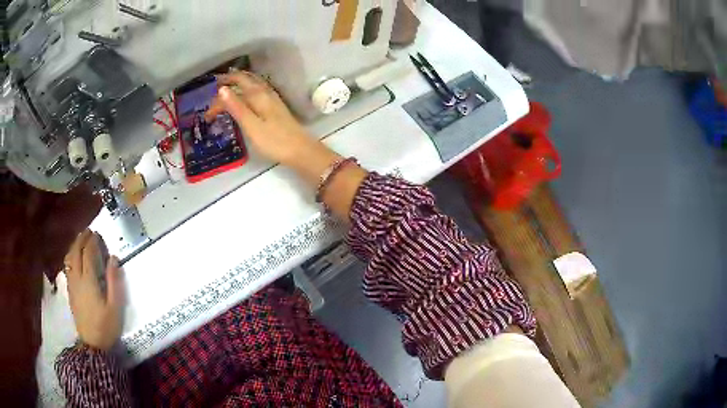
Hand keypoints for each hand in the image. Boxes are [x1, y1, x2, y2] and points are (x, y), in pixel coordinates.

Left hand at [63, 230, 124, 350]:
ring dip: (74, 246)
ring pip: (69, 258)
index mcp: (89, 280)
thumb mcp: (116, 307)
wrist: (93, 345)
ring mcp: (72, 285)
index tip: (98, 234)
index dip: (93, 241)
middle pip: (76, 252)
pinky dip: (71, 257)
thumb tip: (113, 258)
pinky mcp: (70, 291)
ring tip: (80, 241)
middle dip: (82, 239)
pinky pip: (67, 267)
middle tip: (89, 232)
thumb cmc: (106, 326)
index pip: (88, 253)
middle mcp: (77, 278)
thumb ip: (115, 281)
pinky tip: (74, 259)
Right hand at [205, 72, 340, 182]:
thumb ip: (236, 107)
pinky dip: (247, 88)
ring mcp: (272, 97)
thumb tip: (221, 89)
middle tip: (214, 86)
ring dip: (238, 82)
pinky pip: (257, 89)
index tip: (207, 112)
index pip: (234, 85)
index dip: (218, 96)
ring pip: (252, 82)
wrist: (300, 150)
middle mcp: (265, 91)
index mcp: (257, 95)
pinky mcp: (275, 106)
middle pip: (244, 79)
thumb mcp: (251, 125)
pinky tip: (245, 96)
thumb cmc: (274, 140)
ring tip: (226, 87)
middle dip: (228, 80)